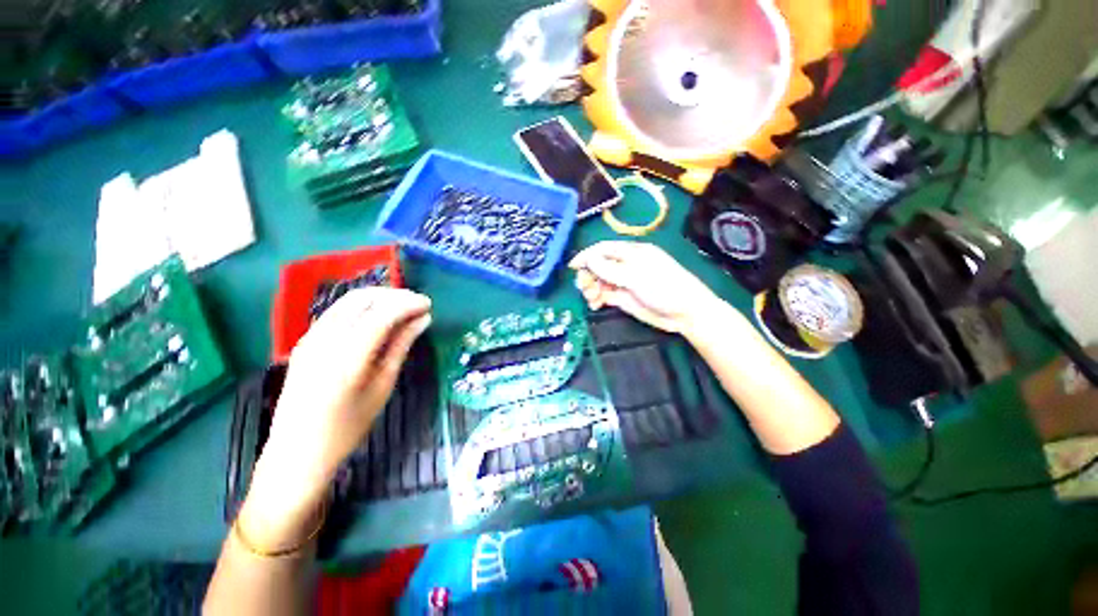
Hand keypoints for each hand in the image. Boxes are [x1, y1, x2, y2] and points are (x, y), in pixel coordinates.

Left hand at [240, 288, 431, 548]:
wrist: (296, 454)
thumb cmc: (347, 428)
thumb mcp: (382, 387)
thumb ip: (400, 346)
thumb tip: (422, 319)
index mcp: (347, 357)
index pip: (382, 313)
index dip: (409, 303)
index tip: (429, 305)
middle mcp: (324, 340)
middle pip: (363, 299)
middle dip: (395, 296)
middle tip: (418, 306)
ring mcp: (309, 338)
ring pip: (348, 301)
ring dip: (379, 299)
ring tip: (402, 309)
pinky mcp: (304, 341)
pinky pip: (337, 312)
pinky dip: (362, 307)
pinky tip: (377, 318)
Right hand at [569, 241, 723, 334]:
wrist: (684, 314)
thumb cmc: (664, 288)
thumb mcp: (636, 276)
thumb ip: (611, 269)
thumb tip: (590, 259)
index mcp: (631, 253)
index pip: (604, 250)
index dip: (587, 256)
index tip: (573, 266)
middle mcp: (625, 266)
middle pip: (599, 266)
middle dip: (588, 275)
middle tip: (584, 288)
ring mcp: (624, 282)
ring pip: (599, 281)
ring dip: (591, 288)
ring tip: (592, 299)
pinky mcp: (623, 298)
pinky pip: (604, 295)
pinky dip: (597, 299)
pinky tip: (596, 305)